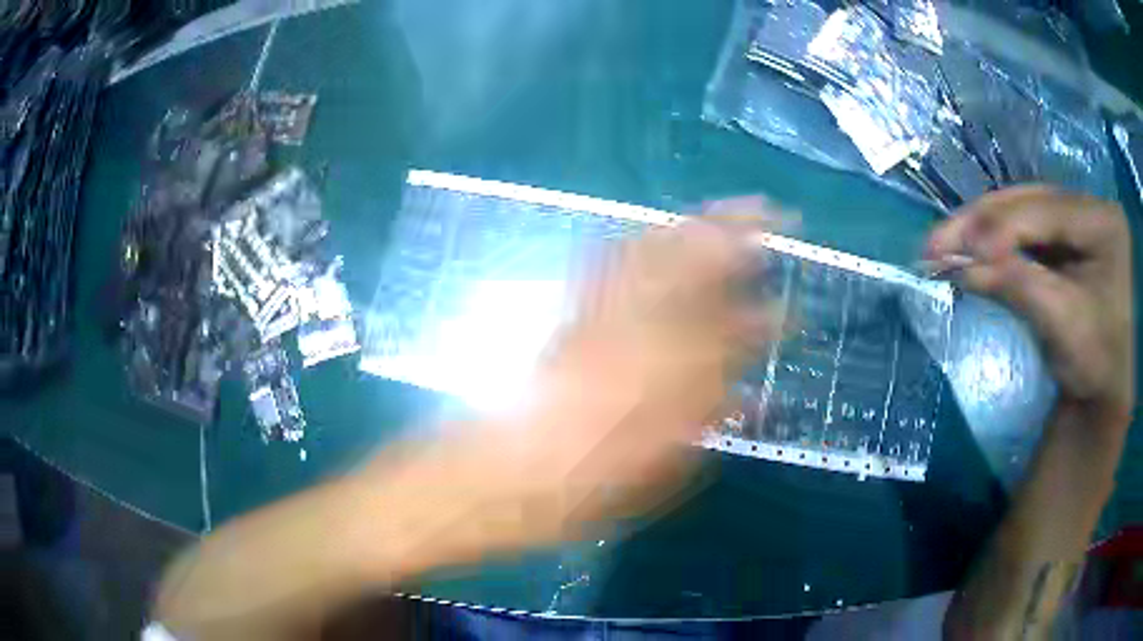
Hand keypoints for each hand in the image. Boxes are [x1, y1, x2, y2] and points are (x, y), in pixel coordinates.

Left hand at [356, 200, 784, 567]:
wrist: (494, 479)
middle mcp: (641, 340)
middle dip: (741, 238)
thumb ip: (705, 424)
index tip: (795, 307)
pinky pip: (609, 263)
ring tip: (731, 207)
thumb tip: (747, 394)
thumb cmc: (578, 495)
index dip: (771, 318)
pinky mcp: (570, 315)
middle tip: (773, 217)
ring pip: (659, 256)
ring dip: (699, 226)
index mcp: (671, 387)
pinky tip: (660, 227)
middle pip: (700, 275)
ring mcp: (602, 319)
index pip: (735, 338)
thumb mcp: (656, 476)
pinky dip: (642, 239)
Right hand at [926, 185, 1133, 432]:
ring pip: (1020, 211)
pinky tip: (969, 250)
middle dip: (981, 222)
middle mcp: (1089, 206)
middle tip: (935, 242)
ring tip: (943, 245)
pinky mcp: (1063, 237)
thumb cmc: (1095, 363)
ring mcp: (1075, 219)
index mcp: (1102, 220)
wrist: (1105, 390)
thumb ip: (1016, 285)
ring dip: (980, 229)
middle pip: (1028, 202)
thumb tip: (958, 265)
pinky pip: (1022, 230)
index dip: (1000, 227)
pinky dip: (993, 242)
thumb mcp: (1062, 324)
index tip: (955, 250)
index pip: (1045, 211)